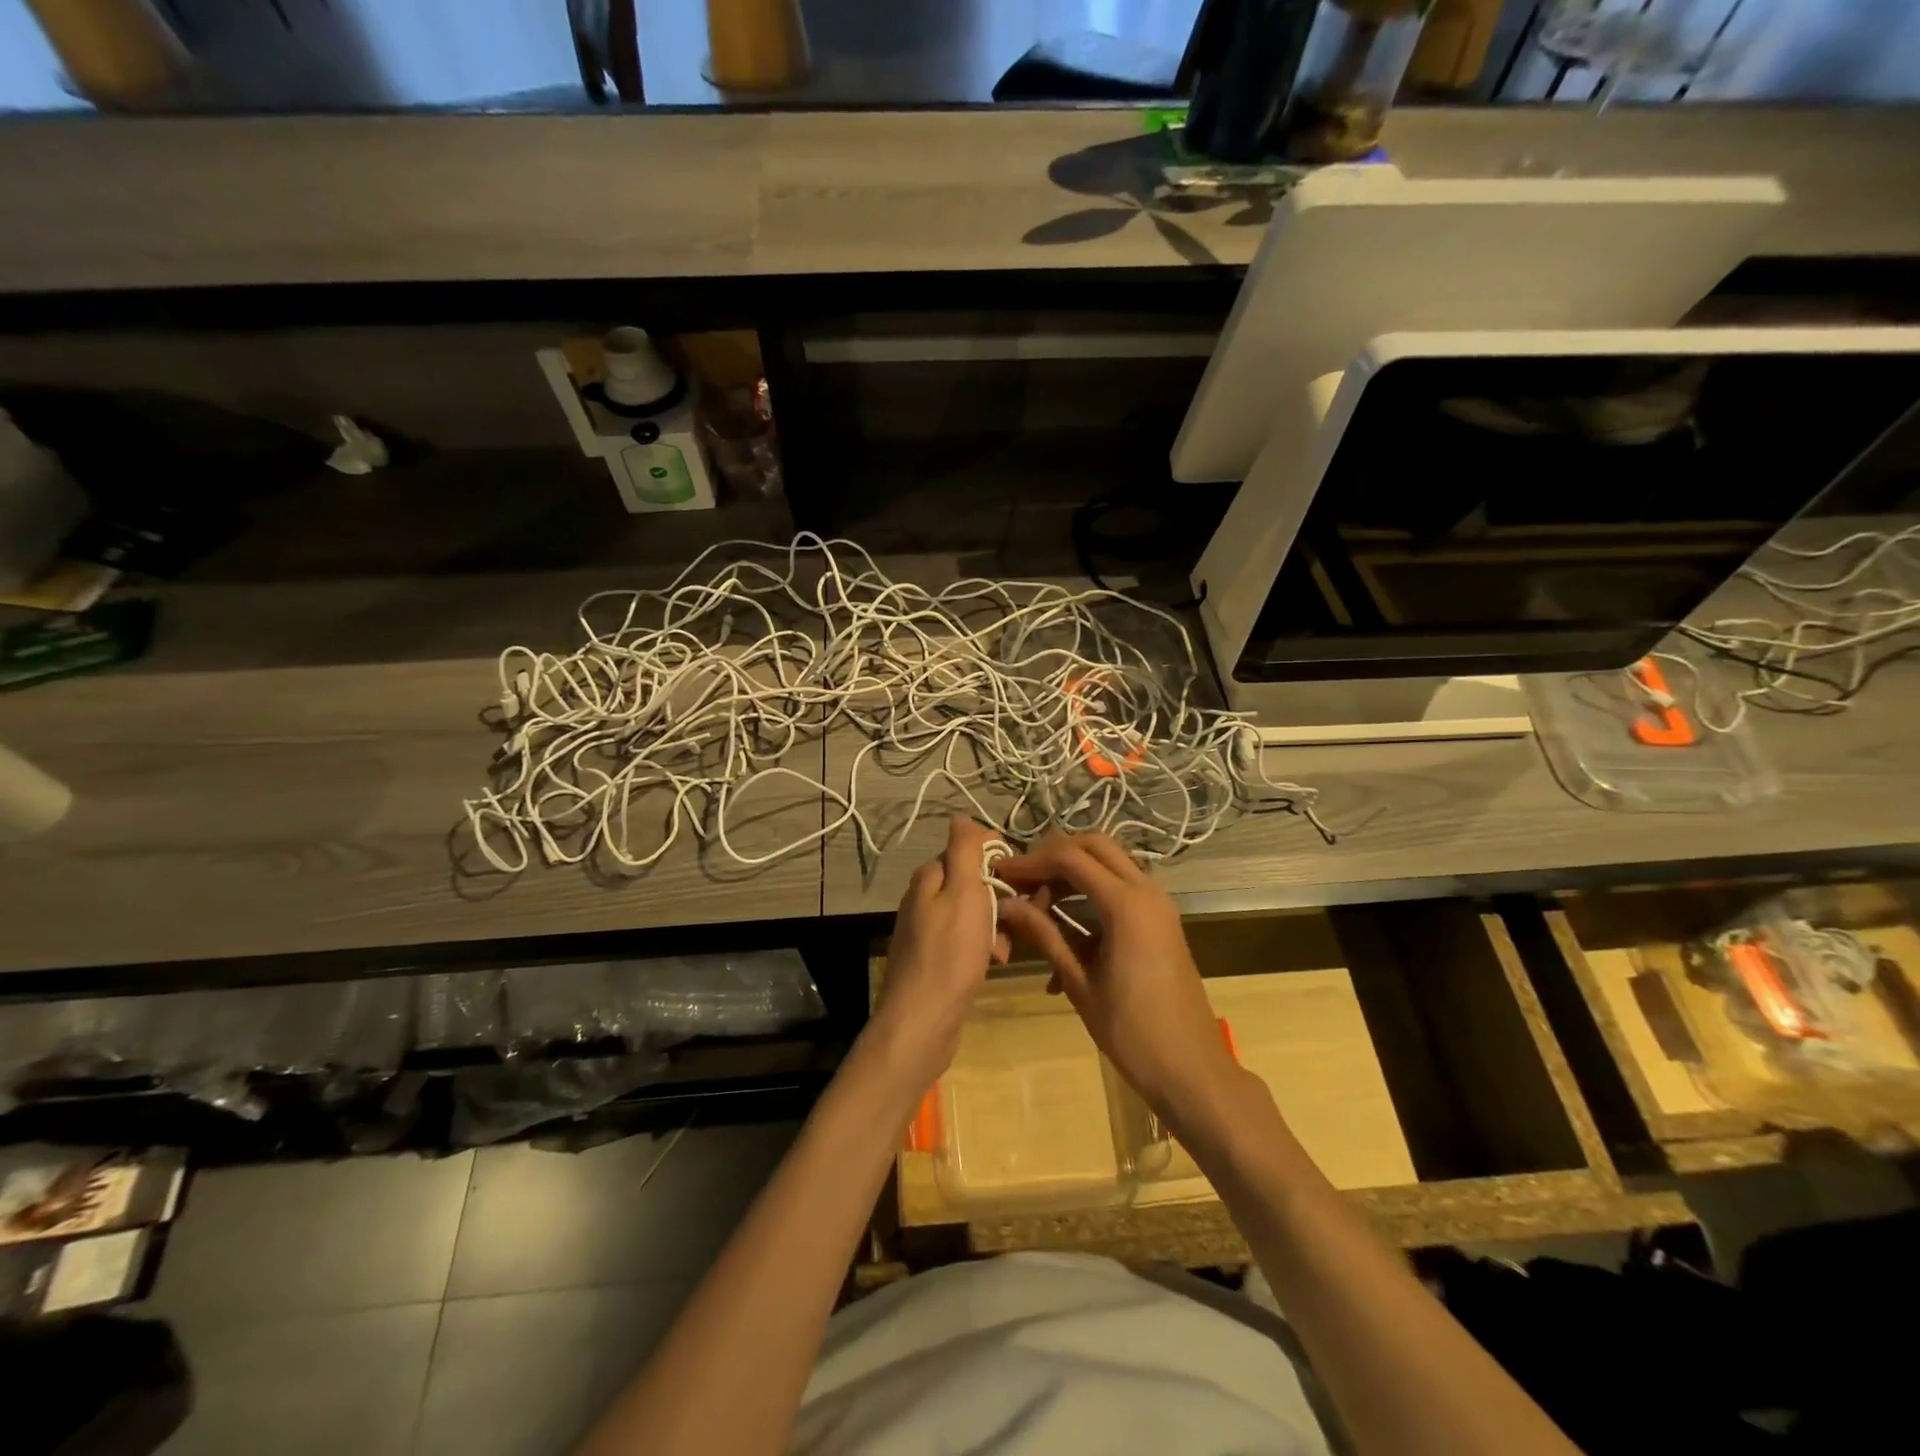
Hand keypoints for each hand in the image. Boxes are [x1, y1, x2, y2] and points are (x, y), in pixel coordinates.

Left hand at [862, 816, 1009, 1107]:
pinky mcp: (935, 957)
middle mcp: (924, 897)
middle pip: (973, 881)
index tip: (1027, 877)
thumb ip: (963, 851)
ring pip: (974, 911)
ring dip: (998, 922)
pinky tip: (998, 961)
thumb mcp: (963, 892)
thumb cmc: (950, 953)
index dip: (1000, 858)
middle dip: (1003, 894)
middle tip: (1028, 912)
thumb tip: (960, 815)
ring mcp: (928, 928)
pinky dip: (985, 945)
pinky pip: (967, 938)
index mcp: (929, 877)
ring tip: (1011, 943)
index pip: (970, 848)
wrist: (923, 1020)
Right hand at [994, 831, 1240, 1129]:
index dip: (1031, 861)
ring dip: (1072, 875)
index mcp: (1126, 905)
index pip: (1070, 858)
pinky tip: (1065, 935)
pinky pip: (1121, 890)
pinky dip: (1091, 897)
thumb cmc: (1132, 1032)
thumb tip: (1006, 904)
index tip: (1001, 873)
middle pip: (1094, 846)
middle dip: (1054, 856)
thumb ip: (1044, 935)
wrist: (1192, 1069)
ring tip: (1036, 906)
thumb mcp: (1079, 983)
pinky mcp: (1161, 920)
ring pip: (1110, 864)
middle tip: (1023, 881)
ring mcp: (1158, 905)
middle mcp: (1147, 891)